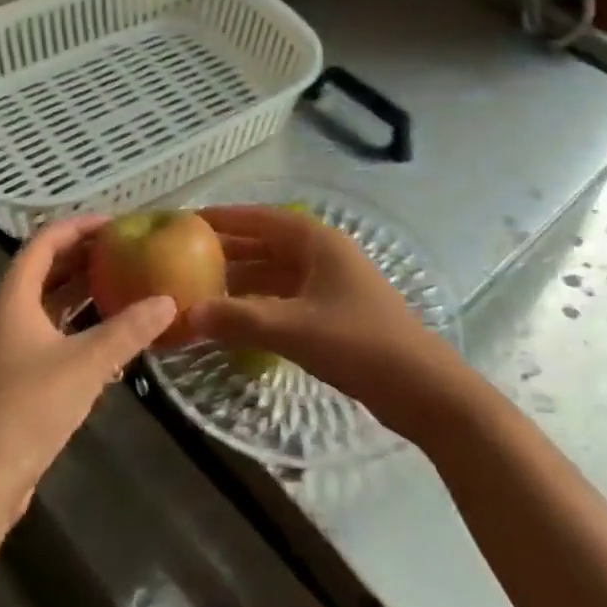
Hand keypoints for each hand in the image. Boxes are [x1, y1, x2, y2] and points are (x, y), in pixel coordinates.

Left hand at [0, 216, 174, 525]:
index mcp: (13, 298)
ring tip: (124, 284)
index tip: (116, 223)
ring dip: (82, 292)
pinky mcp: (13, 379)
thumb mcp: (85, 365)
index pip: (44, 242)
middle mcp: (5, 315)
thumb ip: (128, 330)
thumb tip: (169, 301)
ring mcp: (7, 349)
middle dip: (84, 257)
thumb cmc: (26, 410)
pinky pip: (49, 335)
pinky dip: (77, 326)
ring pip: (48, 305)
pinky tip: (109, 337)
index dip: (78, 226)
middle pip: (45, 270)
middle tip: (127, 251)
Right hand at [188, 206, 461, 435]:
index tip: (188, 220)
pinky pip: (285, 297)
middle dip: (228, 250)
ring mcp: (331, 284)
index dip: (225, 217)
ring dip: (242, 280)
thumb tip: (186, 315)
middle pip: (267, 243)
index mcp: (317, 241)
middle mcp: (323, 254)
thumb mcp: (293, 329)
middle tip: (185, 256)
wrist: (422, 388)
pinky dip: (259, 303)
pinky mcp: (334, 312)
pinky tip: (235, 319)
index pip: (261, 218)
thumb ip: (238, 319)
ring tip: (201, 288)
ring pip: (275, 273)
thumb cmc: (358, 343)